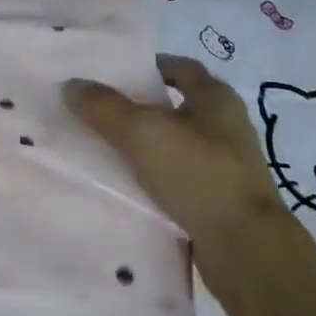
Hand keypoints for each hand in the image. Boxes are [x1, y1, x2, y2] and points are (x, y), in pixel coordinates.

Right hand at [64, 53, 287, 248]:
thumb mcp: (141, 132)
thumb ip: (104, 107)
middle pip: (176, 107)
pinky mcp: (220, 199)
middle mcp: (227, 126)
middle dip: (140, 107)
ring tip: (106, 150)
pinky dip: (154, 178)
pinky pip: (178, 178)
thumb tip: (72, 85)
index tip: (115, 74)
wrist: (244, 248)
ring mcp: (227, 165)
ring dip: (145, 145)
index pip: (181, 68)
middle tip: (100, 111)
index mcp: (217, 99)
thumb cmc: (197, 174)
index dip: (149, 66)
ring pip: (175, 145)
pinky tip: (127, 186)